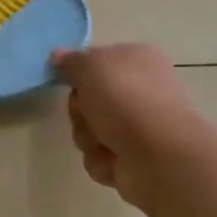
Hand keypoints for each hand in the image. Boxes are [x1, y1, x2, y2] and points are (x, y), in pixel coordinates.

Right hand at [52, 43, 204, 209]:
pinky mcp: (131, 158)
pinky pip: (98, 157)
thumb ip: (71, 61)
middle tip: (90, 112)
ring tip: (107, 141)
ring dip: (89, 137)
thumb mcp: (91, 67)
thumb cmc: (126, 99)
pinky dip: (101, 159)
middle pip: (87, 99)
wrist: (159, 154)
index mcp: (135, 60)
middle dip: (81, 110)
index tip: (66, 79)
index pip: (95, 61)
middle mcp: (137, 91)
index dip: (79, 72)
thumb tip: (58, 56)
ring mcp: (136, 127)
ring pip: (88, 130)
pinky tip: (116, 159)